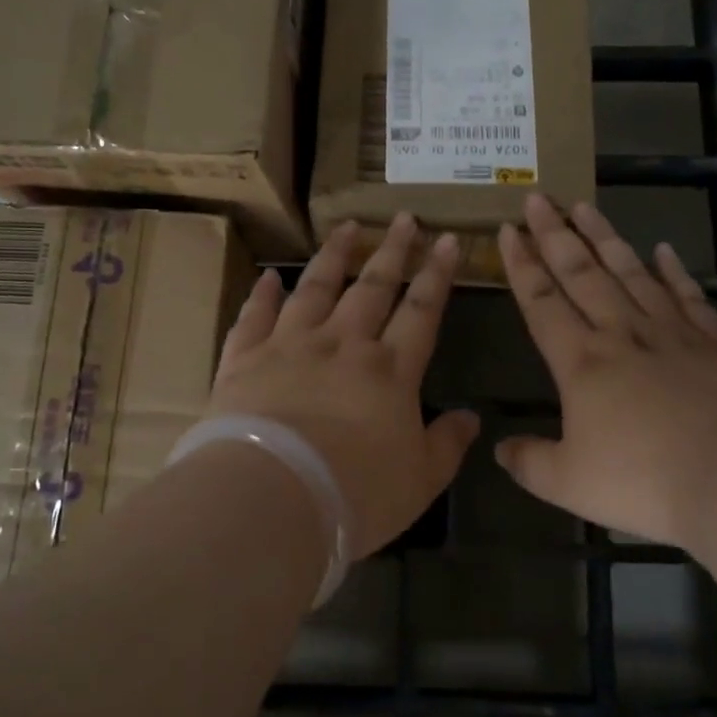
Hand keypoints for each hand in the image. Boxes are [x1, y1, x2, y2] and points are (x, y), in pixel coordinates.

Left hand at [208, 214, 481, 557]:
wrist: (271, 499)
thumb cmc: (356, 494)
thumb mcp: (420, 480)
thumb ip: (447, 444)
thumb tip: (472, 417)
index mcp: (389, 370)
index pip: (422, 310)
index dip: (437, 274)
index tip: (447, 240)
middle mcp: (342, 344)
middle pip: (372, 287)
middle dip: (392, 250)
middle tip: (403, 218)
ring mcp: (290, 346)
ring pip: (316, 288)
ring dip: (334, 256)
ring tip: (346, 227)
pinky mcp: (244, 359)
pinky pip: (255, 316)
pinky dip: (262, 295)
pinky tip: (269, 276)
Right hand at [496, 195, 716, 547]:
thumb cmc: (645, 480)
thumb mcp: (569, 483)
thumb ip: (529, 463)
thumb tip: (501, 450)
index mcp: (581, 362)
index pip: (541, 301)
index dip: (521, 264)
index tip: (509, 229)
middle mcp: (622, 334)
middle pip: (582, 272)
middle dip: (555, 233)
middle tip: (539, 197)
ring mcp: (672, 334)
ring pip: (631, 272)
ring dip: (605, 237)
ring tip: (585, 205)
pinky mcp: (715, 345)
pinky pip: (689, 298)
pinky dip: (675, 272)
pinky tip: (664, 250)